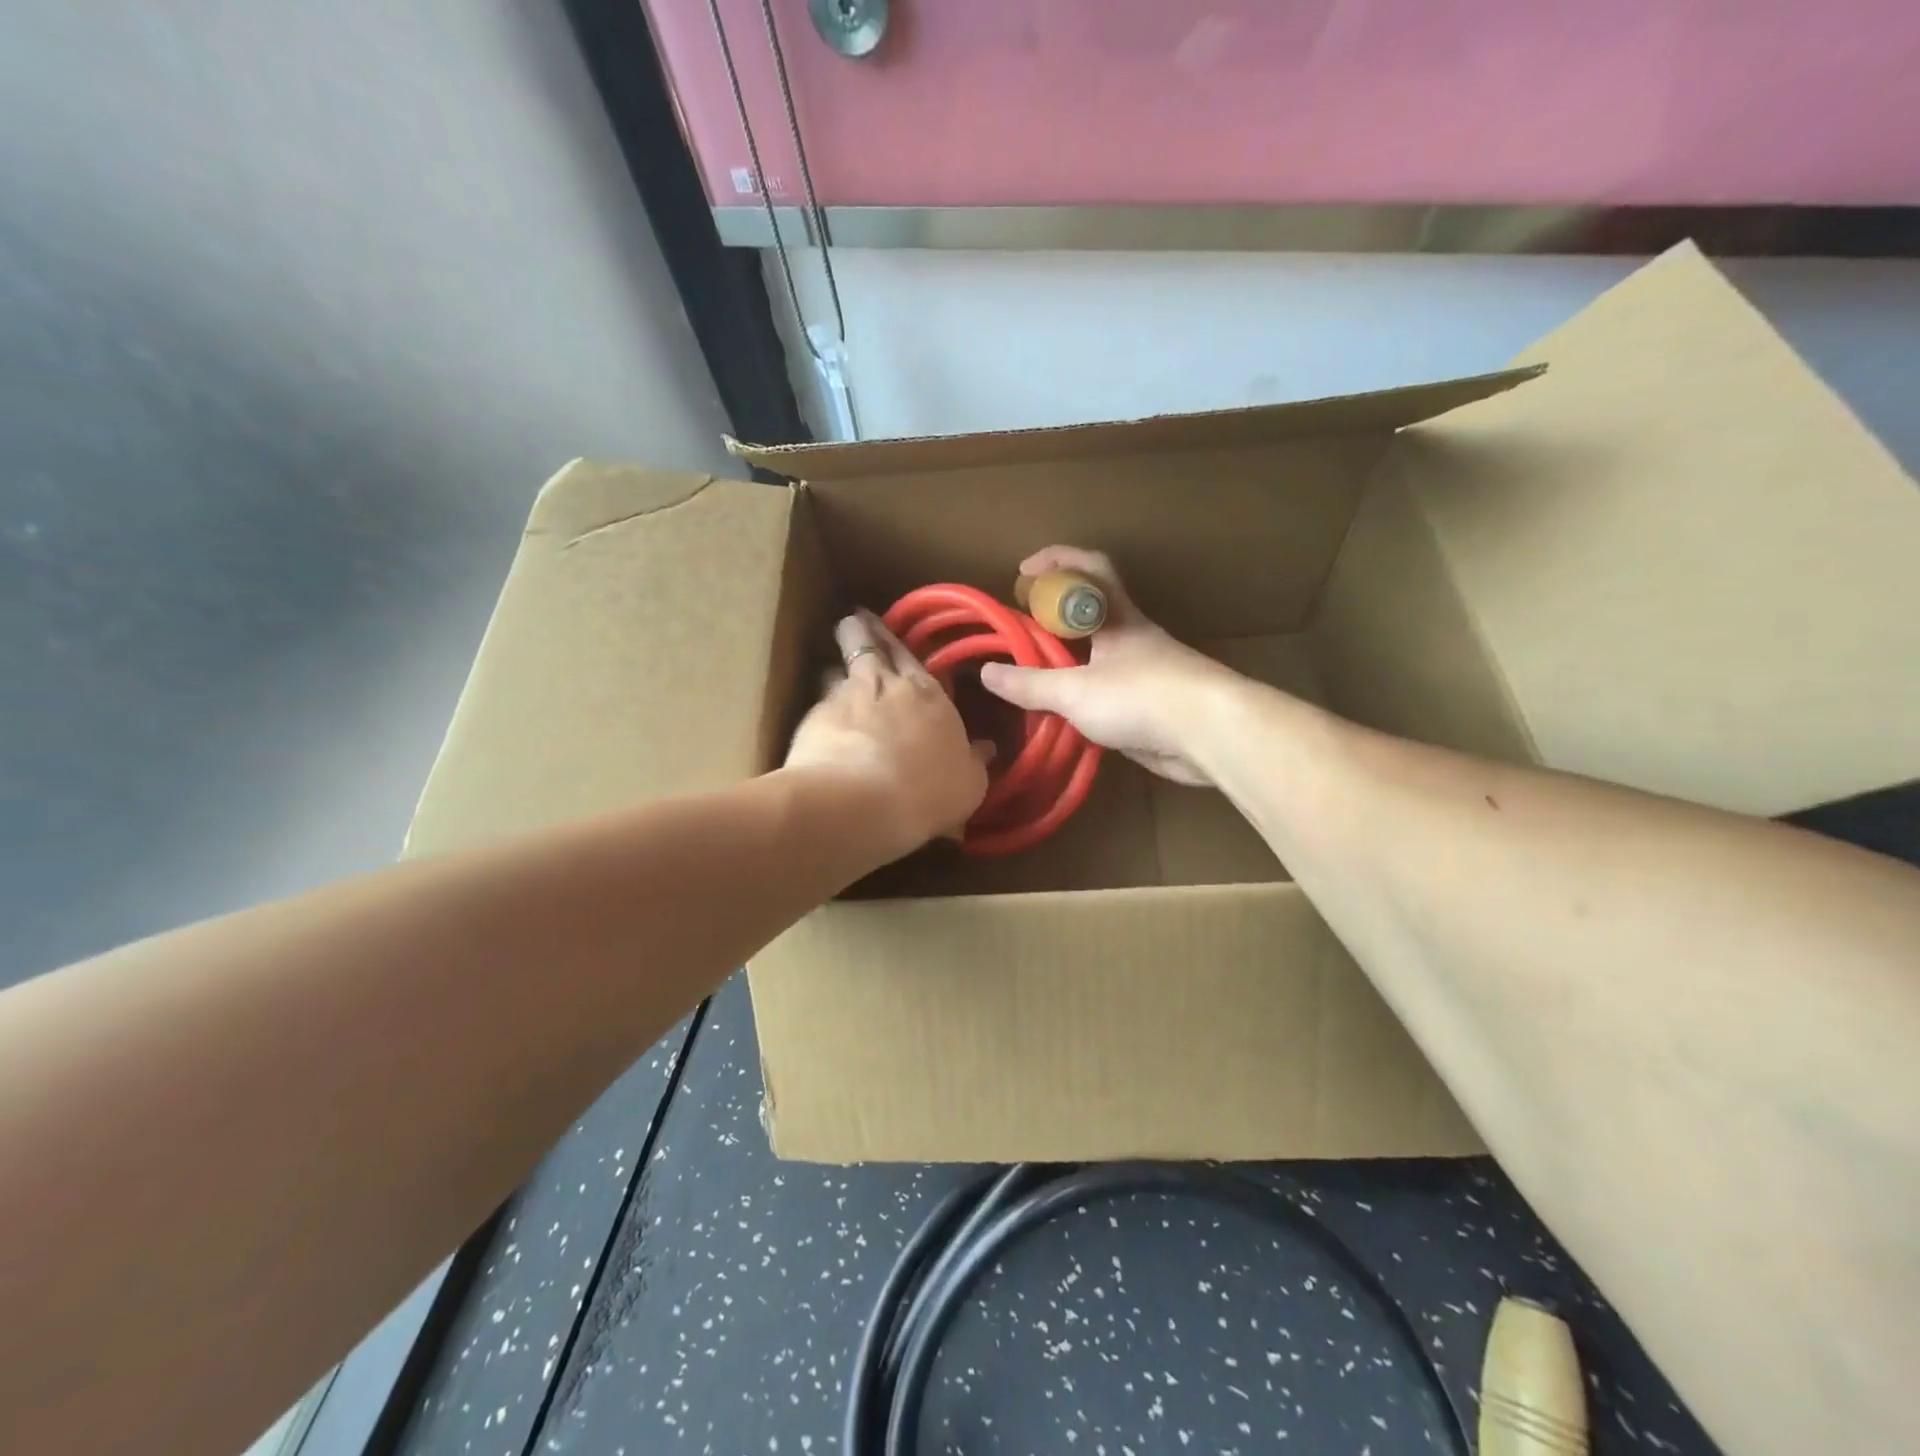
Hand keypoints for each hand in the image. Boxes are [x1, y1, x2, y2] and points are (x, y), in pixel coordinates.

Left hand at [785, 610, 992, 857]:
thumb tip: (985, 747)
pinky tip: (817, 724)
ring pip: (836, 669)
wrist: (860, 802)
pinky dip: (819, 710)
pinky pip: (817, 705)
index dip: (894, 640)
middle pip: (869, 646)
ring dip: (835, 669)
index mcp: (928, 694)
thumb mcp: (968, 784)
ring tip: (831, 672)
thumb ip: (974, 761)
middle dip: (861, 631)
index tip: (883, 628)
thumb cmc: (927, 792)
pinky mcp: (813, 718)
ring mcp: (845, 697)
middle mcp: (886, 684)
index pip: (910, 656)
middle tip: (854, 621)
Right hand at [980, 547, 1242, 786]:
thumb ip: (1031, 684)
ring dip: (1066, 661)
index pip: (1091, 568)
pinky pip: (1106, 691)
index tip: (1023, 571)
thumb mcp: (1075, 691)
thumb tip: (987, 673)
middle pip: (1090, 613)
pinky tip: (1061, 714)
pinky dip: (1081, 695)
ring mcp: (1143, 672)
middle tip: (1020, 633)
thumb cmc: (1141, 696)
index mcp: (1117, 617)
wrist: (1209, 735)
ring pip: (1098, 655)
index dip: (1058, 560)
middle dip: (1053, 617)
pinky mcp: (1150, 706)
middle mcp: (1131, 637)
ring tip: (1031, 677)